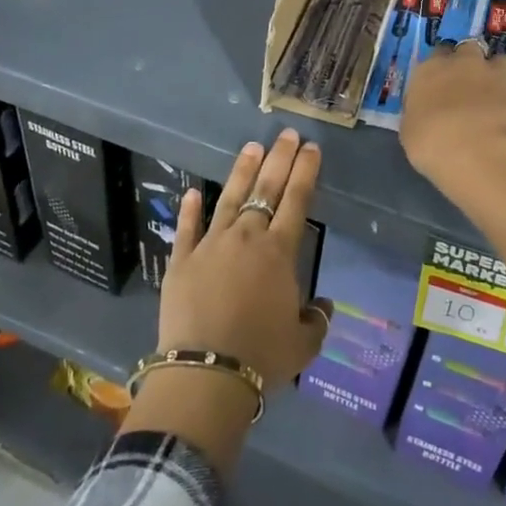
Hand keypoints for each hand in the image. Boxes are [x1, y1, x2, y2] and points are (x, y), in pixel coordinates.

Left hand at [157, 129, 330, 391]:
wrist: (208, 371)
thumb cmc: (263, 356)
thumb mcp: (303, 344)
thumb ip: (316, 320)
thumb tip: (323, 305)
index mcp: (279, 252)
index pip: (296, 200)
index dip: (305, 171)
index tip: (311, 147)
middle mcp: (246, 237)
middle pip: (266, 189)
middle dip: (279, 158)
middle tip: (286, 134)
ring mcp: (211, 244)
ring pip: (230, 198)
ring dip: (242, 172)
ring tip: (251, 147)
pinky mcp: (182, 259)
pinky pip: (187, 228)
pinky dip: (190, 209)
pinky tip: (192, 192)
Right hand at [401, 40, 505, 200]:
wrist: (480, 154)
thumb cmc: (432, 143)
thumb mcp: (410, 131)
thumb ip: (420, 113)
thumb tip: (426, 113)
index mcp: (431, 69)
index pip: (436, 54)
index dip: (440, 67)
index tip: (440, 83)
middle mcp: (464, 64)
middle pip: (469, 49)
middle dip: (470, 62)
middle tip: (468, 84)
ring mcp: (496, 76)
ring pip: (500, 62)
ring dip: (497, 74)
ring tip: (494, 96)